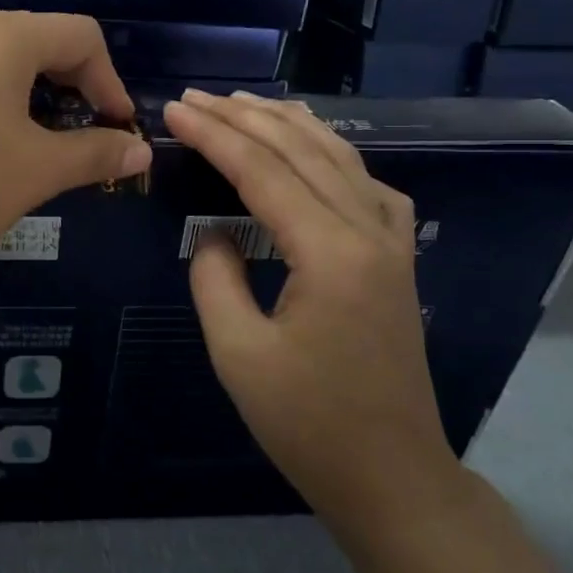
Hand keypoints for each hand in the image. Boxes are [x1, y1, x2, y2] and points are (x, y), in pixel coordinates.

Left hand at [0, 12, 152, 284]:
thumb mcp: (38, 172)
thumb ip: (96, 153)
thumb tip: (140, 150)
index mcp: (1, 38)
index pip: (79, 35)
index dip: (110, 80)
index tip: (115, 127)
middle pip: (27, 43)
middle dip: (62, 87)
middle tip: (69, 137)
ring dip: (8, 97)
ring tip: (7, 147)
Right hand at [163, 89, 458, 521]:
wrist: (391, 476)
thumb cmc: (308, 424)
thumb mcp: (238, 354)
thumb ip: (215, 278)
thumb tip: (216, 233)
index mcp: (330, 253)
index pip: (262, 171)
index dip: (214, 135)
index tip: (174, 109)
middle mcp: (369, 232)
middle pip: (302, 151)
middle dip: (245, 118)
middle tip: (196, 97)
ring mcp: (392, 243)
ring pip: (340, 159)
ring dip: (289, 126)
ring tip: (246, 103)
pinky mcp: (397, 259)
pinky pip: (366, 185)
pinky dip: (332, 155)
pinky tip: (314, 151)